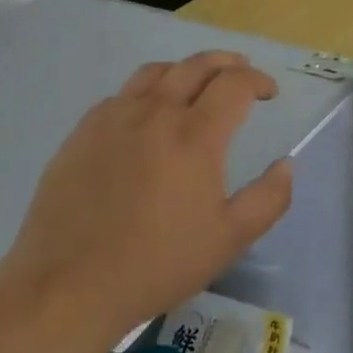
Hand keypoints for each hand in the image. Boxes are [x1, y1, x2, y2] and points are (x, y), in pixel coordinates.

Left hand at [3, 52, 292, 341]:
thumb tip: (286, 164)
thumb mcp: (229, 240)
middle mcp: (156, 112)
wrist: (66, 288)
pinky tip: (146, 117)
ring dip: (185, 70)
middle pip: (197, 65)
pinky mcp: (82, 133)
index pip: (235, 83)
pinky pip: (121, 96)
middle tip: (240, 72)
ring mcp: (114, 119)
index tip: (268, 94)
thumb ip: (269, 198)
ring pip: (156, 72)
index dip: (258, 80)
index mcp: (195, 134)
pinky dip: (146, 93)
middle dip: (227, 63)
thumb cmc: (156, 264)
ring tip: (195, 84)